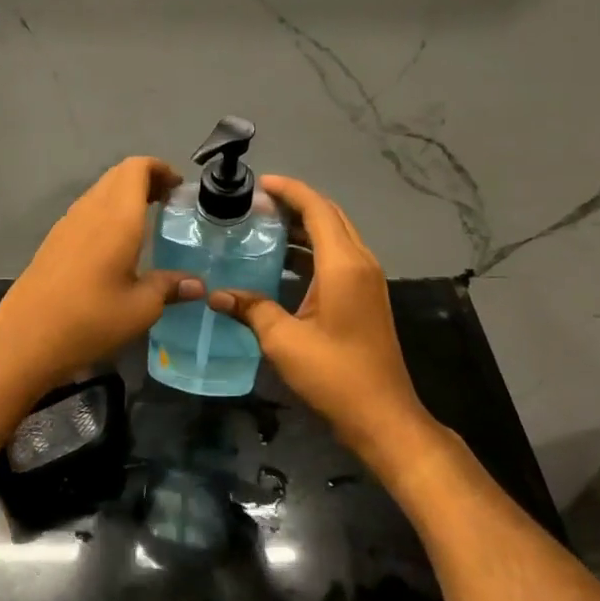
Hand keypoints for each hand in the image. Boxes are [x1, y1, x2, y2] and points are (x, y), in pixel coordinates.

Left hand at [0, 157, 204, 396]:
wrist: (26, 338)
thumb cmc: (91, 319)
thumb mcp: (140, 308)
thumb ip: (169, 287)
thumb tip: (197, 284)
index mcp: (117, 217)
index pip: (137, 168)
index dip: (160, 168)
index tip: (179, 187)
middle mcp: (90, 210)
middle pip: (118, 176)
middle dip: (145, 180)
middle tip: (168, 203)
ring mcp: (67, 224)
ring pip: (99, 193)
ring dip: (124, 197)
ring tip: (146, 223)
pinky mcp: (53, 241)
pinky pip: (86, 212)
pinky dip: (106, 214)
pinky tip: (115, 247)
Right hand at [208, 175, 433, 461]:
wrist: (383, 416)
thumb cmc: (334, 375)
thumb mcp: (284, 341)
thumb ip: (251, 310)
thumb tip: (217, 295)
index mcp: (343, 265)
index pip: (317, 209)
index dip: (289, 190)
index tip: (259, 184)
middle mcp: (360, 263)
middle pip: (329, 216)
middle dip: (295, 203)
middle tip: (256, 204)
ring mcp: (367, 281)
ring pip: (335, 236)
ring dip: (303, 226)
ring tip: (264, 225)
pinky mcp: (365, 297)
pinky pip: (338, 257)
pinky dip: (311, 249)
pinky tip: (282, 262)